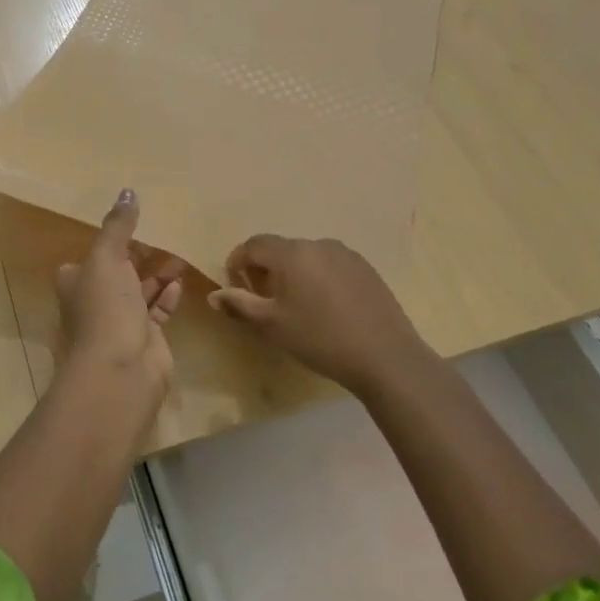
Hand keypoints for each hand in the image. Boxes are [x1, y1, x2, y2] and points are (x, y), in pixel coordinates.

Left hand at [56, 189, 184, 391]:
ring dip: (159, 274)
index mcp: (76, 281)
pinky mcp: (145, 338)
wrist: (120, 371)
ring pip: (141, 290)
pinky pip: (158, 310)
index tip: (135, 223)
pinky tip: (181, 281)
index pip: (92, 255)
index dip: (111, 240)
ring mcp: (120, 321)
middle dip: (140, 255)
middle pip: (119, 272)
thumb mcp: (107, 258)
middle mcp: (95, 300)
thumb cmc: (105, 308)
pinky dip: (168, 295)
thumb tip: (127, 191)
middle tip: (165, 234)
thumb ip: (118, 226)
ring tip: (181, 254)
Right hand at [208, 236, 426, 392]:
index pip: (254, 245)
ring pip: (307, 257)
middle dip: (265, 269)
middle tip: (263, 300)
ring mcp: (346, 254)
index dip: (238, 262)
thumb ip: (239, 306)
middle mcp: (318, 244)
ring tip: (296, 306)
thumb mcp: (271, 326)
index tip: (236, 286)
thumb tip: (214, 295)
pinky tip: (325, 308)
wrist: (385, 355)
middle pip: (280, 249)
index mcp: (291, 253)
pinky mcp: (366, 269)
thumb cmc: (319, 338)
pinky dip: (318, 278)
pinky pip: (330, 266)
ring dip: (293, 274)